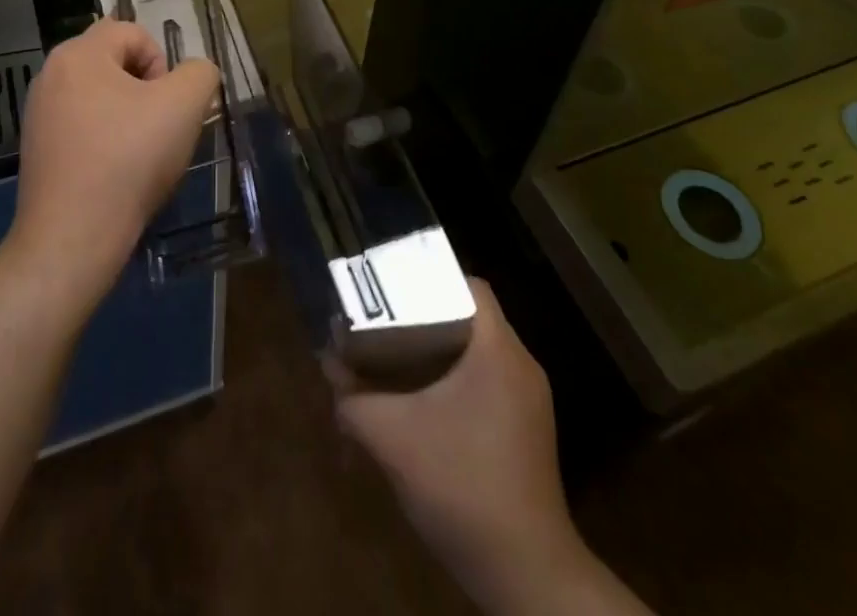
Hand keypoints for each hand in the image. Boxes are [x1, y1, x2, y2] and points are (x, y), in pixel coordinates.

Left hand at [7, 18, 218, 302]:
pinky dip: (104, 140)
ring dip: (127, 115)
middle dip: (145, 89)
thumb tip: (193, 75)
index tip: (167, 105)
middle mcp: (51, 74)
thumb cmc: (129, 159)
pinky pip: (82, 126)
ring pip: (100, 96)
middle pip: (114, 62)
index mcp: (78, 53)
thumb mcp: (185, 105)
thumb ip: (200, 73)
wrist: (72, 238)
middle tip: (158, 127)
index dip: (161, 63)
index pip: (134, 32)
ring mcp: (38, 113)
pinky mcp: (36, 149)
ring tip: (139, 154)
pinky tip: (115, 174)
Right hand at [330, 280, 630, 614]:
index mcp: (498, 350)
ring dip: (438, 351)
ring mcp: (529, 401)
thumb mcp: (393, 439)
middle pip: (470, 316)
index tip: (394, 288)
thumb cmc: (462, 487)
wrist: (526, 578)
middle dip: (425, 315)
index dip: (431, 278)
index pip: (469, 285)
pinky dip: (454, 381)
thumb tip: (328, 365)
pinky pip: (487, 382)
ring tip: (394, 357)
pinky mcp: (527, 431)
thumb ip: (354, 398)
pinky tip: (422, 404)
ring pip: (477, 352)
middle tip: (384, 321)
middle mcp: (520, 365)